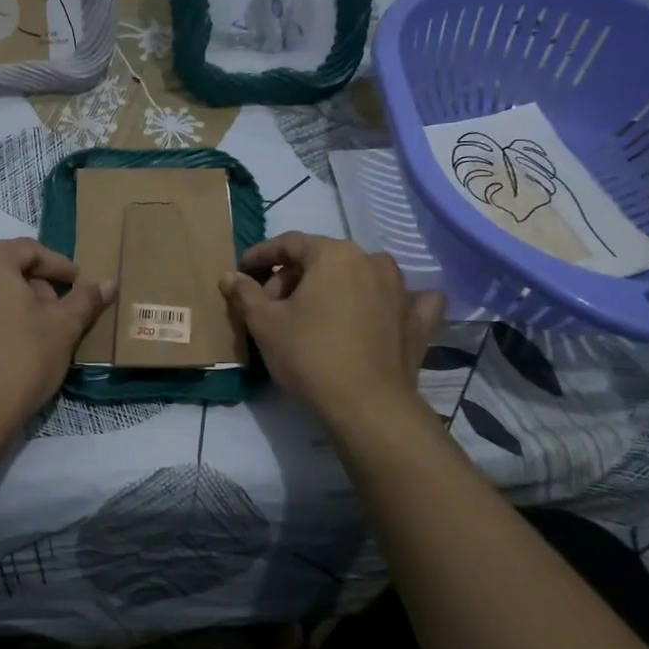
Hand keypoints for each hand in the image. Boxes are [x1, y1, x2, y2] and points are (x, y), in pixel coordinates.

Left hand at [0, 239, 114, 434]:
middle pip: (5, 267)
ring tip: (40, 328)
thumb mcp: (63, 327)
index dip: (59, 266)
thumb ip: (86, 299)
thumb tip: (109, 283)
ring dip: (16, 301)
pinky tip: (12, 343)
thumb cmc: (21, 360)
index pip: (30, 250)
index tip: (79, 284)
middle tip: (61, 309)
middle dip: (37, 285)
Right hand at [221, 233, 443, 422]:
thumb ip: (244, 293)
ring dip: (337, 287)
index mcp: (334, 254)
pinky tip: (382, 312)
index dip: (262, 255)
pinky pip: (405, 300)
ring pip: (361, 275)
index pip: (290, 243)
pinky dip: (389, 302)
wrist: (366, 404)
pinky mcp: (419, 319)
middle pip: (324, 259)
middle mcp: (372, 260)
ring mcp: (401, 289)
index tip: (244, 271)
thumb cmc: (309, 355)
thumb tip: (229, 275)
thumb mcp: (264, 324)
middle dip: (294, 278)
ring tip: (316, 314)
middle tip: (273, 307)